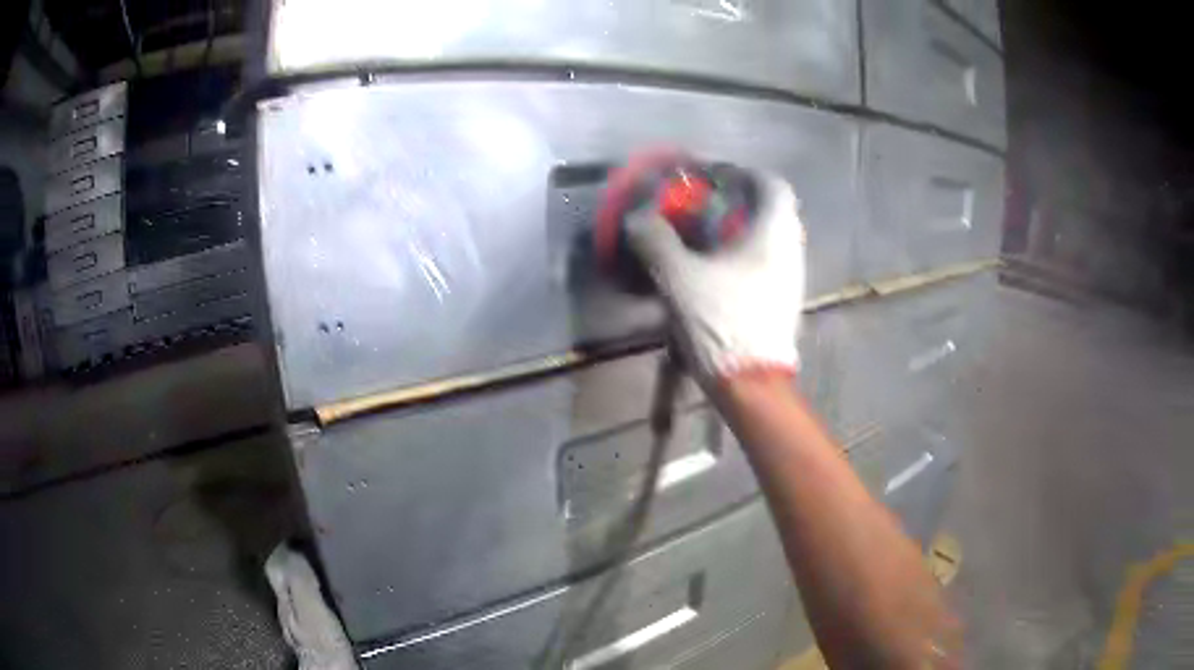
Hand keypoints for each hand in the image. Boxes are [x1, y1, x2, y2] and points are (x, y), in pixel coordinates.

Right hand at [626, 170, 805, 386]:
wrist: (752, 385)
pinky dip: (739, 256)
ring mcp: (790, 279)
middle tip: (700, 205)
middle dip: (734, 202)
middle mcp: (790, 251)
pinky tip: (710, 270)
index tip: (712, 176)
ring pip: (766, 239)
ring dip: (736, 230)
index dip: (742, 172)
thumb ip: (656, 240)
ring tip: (699, 237)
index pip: (771, 183)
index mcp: (774, 234)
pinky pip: (763, 264)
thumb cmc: (723, 323)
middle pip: (768, 210)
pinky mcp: (781, 302)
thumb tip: (638, 218)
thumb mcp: (680, 277)